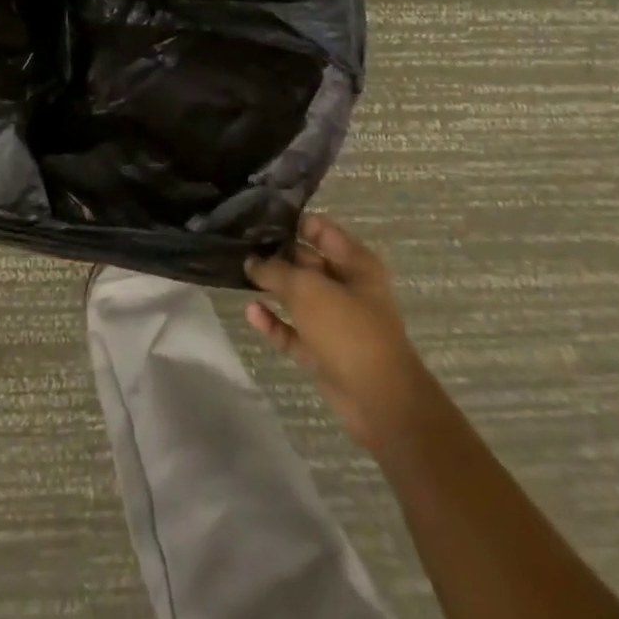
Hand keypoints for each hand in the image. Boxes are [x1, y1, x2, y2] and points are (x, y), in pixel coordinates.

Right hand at [246, 214, 425, 454]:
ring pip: (298, 297)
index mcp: (354, 263)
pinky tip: (250, 312)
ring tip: (238, 274)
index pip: (319, 229)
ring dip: (272, 288)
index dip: (290, 220)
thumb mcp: (307, 289)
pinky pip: (293, 330)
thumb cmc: (348, 330)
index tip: (256, 217)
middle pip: (305, 261)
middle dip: (275, 254)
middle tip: (238, 243)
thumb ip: (275, 270)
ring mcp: (335, 321)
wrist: (380, 402)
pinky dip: (274, 322)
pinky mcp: (323, 351)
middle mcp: (346, 287)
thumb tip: (252, 262)